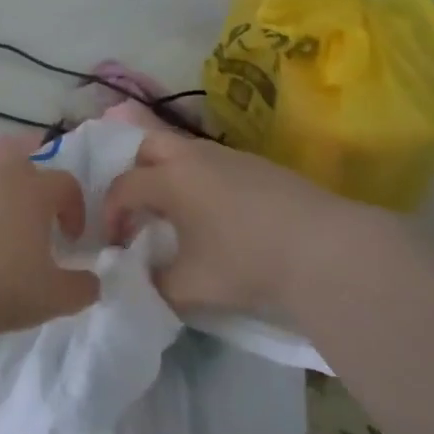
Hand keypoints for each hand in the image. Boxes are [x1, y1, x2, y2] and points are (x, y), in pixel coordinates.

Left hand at [0, 159, 97, 333]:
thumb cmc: (1, 284)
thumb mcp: (53, 297)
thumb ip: (81, 289)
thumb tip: (93, 283)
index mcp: (33, 192)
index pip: (65, 184)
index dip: (74, 208)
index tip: (71, 239)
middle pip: (22, 170)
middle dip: (31, 194)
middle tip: (31, 229)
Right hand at [102, 129, 365, 313]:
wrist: (323, 248)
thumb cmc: (246, 262)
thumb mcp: (191, 286)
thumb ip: (156, 284)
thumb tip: (145, 279)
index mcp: (170, 179)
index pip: (123, 186)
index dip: (111, 214)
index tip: (117, 243)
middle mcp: (193, 156)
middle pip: (147, 146)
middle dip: (134, 173)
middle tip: (140, 209)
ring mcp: (228, 155)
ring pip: (183, 150)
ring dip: (169, 174)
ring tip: (178, 212)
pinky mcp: (257, 164)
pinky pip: (212, 161)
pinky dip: (199, 178)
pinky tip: (217, 213)